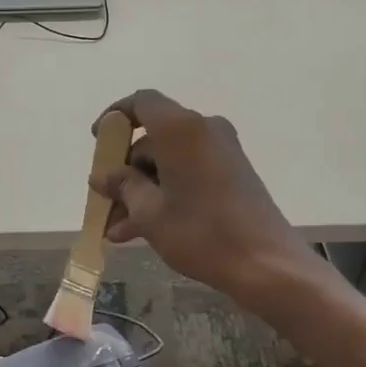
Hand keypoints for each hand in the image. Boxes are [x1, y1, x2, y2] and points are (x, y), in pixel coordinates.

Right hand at [88, 89, 313, 311]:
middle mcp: (203, 130)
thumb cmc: (202, 232)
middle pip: (153, 138)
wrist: (267, 265)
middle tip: (105, 202)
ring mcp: (221, 152)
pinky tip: (142, 230)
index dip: (115, 117)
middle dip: (125, 171)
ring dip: (141, 190)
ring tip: (118, 230)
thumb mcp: (150, 213)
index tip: (98, 143)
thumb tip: (103, 176)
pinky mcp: (232, 173)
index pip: (142, 102)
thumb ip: (123, 186)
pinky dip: (165, 194)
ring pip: (168, 161)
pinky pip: (188, 173)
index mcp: (181, 129)